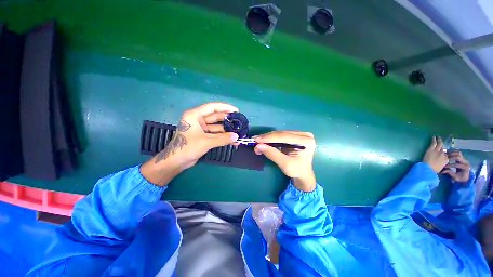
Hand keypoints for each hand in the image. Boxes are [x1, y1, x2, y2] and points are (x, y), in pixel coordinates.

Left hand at [141, 102, 238, 185]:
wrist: (176, 162)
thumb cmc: (187, 148)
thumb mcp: (206, 142)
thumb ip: (222, 139)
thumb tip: (236, 137)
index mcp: (194, 115)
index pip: (212, 107)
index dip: (225, 108)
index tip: (236, 110)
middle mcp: (198, 120)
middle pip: (216, 117)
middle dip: (228, 120)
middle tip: (239, 122)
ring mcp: (201, 128)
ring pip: (217, 127)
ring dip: (227, 130)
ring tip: (238, 132)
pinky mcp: (203, 136)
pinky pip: (216, 134)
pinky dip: (223, 137)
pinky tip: (232, 140)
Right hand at [254, 131, 315, 191]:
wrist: (303, 174)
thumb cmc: (296, 171)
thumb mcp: (285, 164)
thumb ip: (272, 154)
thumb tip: (258, 146)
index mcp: (306, 141)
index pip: (284, 137)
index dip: (269, 138)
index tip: (256, 140)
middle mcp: (304, 135)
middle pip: (281, 134)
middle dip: (267, 138)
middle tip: (254, 141)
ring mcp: (299, 134)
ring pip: (279, 134)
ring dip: (267, 139)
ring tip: (257, 143)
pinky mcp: (294, 136)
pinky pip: (280, 136)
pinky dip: (271, 140)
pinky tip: (263, 142)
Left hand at [422, 136, 448, 172]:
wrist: (428, 169)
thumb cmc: (434, 170)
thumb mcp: (441, 168)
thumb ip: (443, 164)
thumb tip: (443, 163)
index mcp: (446, 160)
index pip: (447, 155)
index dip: (446, 152)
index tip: (445, 149)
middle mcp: (443, 154)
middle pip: (444, 148)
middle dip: (443, 143)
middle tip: (442, 140)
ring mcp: (437, 151)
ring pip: (439, 144)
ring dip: (439, 140)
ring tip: (438, 137)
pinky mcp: (431, 149)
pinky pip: (433, 143)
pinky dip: (434, 139)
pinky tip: (434, 136)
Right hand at [443, 151, 470, 183]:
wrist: (467, 177)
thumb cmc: (461, 178)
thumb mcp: (456, 178)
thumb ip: (450, 173)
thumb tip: (443, 170)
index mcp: (465, 167)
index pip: (456, 164)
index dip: (449, 165)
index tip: (443, 166)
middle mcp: (466, 162)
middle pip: (458, 157)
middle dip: (450, 158)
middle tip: (444, 159)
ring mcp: (465, 159)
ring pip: (458, 153)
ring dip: (451, 154)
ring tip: (445, 155)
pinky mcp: (463, 158)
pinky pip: (458, 153)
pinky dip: (453, 153)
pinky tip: (448, 154)